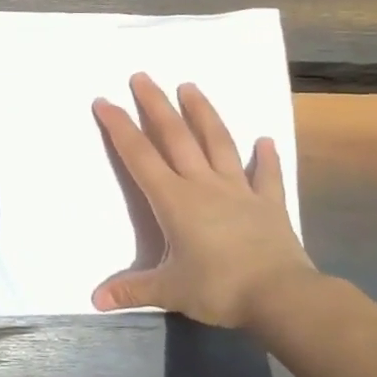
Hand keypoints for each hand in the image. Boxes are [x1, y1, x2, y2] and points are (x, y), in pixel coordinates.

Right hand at [91, 73, 315, 329]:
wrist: (281, 296)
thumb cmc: (219, 288)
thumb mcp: (169, 291)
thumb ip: (132, 290)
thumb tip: (95, 300)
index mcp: (174, 200)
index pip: (140, 156)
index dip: (119, 128)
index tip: (104, 101)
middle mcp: (203, 185)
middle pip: (175, 137)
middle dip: (155, 105)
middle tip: (142, 76)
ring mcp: (239, 190)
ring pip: (218, 143)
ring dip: (203, 113)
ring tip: (190, 86)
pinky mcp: (268, 203)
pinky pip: (266, 175)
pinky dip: (266, 157)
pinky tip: (266, 140)